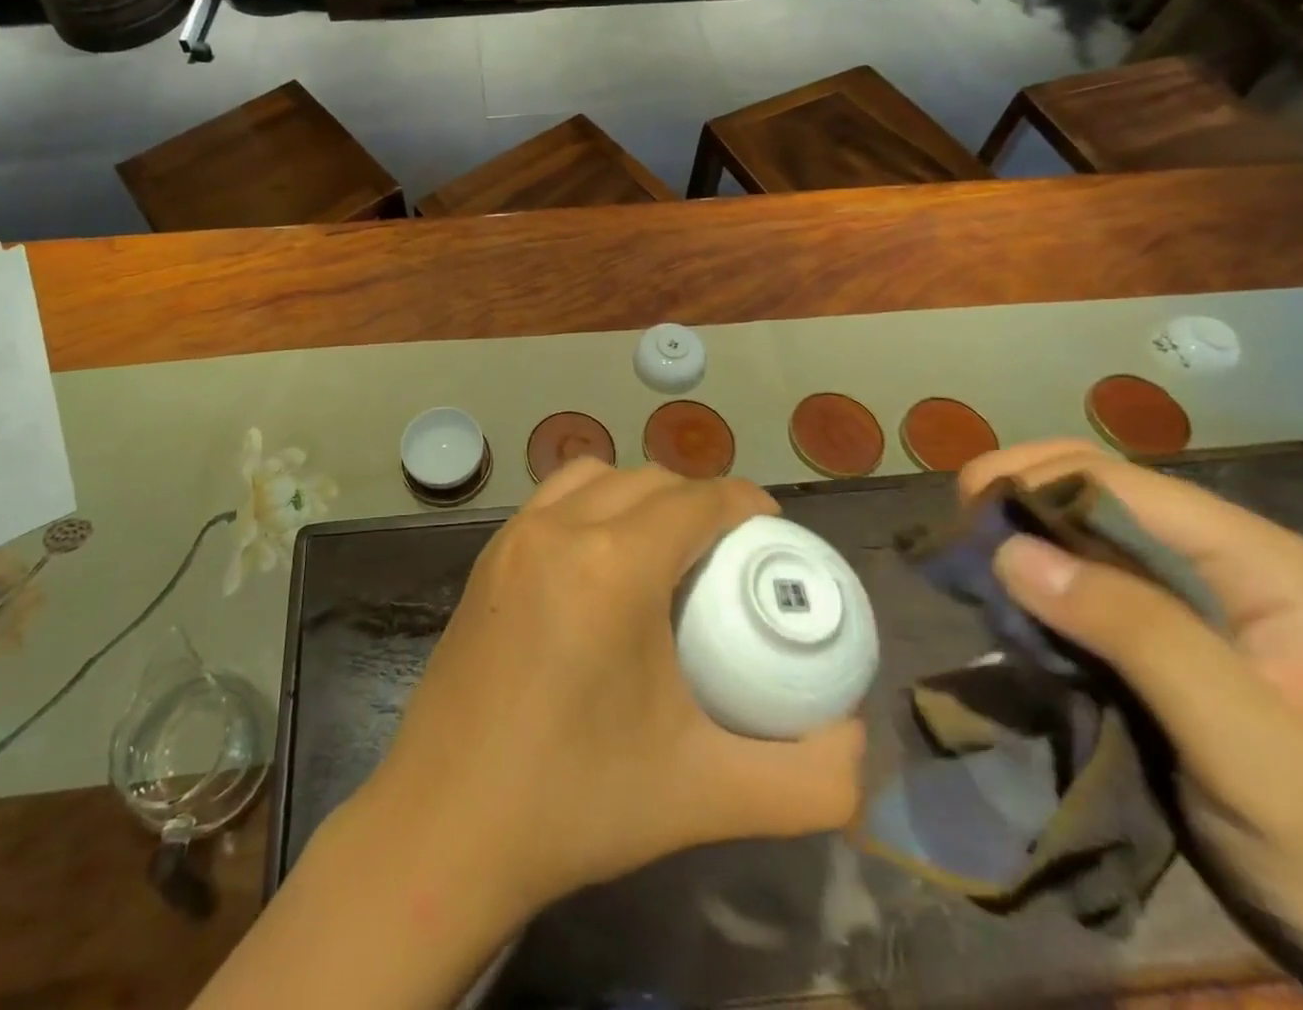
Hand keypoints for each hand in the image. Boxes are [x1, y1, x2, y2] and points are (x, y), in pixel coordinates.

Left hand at [358, 460, 865, 920]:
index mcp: (614, 565)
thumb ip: (808, 779)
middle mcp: (559, 529)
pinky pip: (551, 500)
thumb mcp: (708, 794)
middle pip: (648, 480)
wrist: (446, 827)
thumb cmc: (578, 802)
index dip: (744, 502)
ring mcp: (513, 538)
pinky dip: (591, 504)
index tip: (773, 531)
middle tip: (727, 552)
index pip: (696, 499)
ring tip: (665, 548)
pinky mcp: (486, 559)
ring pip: (594, 476)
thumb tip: (855, 743)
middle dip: (698, 500)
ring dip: (640, 494)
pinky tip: (600, 563)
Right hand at [962, 441, 1302, 1009]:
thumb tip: (1009, 549)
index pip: (1117, 481)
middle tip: (958, 542)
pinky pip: (1079, 574)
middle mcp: (1226, 559)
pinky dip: (1032, 576)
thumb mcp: (1250, 749)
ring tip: (971, 570)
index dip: (1030, 484)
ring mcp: (1195, 594)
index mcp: (1264, 563)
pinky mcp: (1163, 629)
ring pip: (1078, 527)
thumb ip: (1139, 637)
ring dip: (1017, 536)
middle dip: (1016, 500)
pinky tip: (1007, 600)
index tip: (962, 524)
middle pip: (1092, 488)